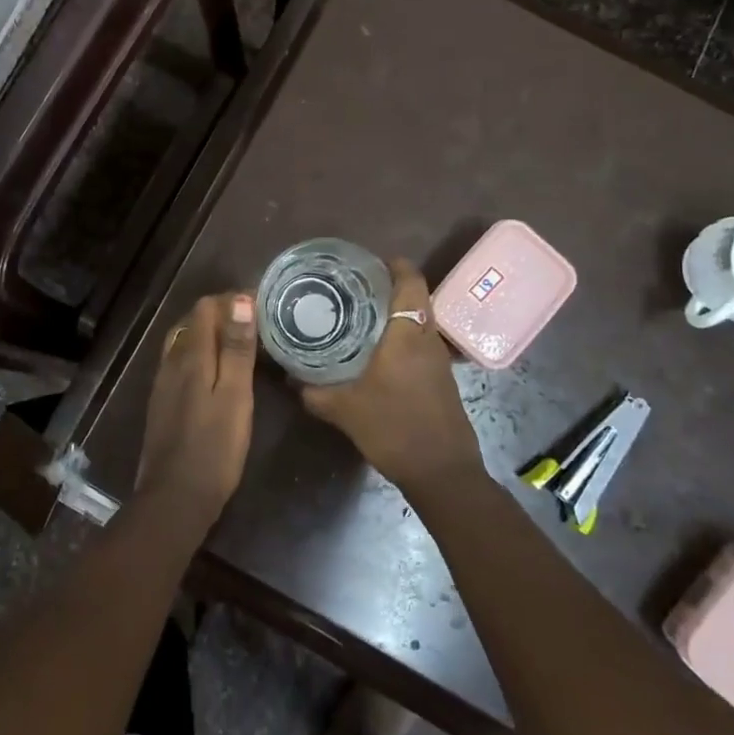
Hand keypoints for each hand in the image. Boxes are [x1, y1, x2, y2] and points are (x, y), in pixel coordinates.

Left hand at [137, 293, 257, 523]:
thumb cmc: (214, 447)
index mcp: (191, 356)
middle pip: (192, 322)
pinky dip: (200, 355)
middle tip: (254, 324)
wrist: (175, 498)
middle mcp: (171, 362)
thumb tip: (240, 300)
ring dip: (209, 335)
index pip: (205, 308)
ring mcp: (163, 384)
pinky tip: (215, 372)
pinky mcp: (162, 403)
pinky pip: (180, 363)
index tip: (260, 306)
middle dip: (220, 315)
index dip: (231, 301)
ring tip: (239, 343)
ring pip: (184, 342)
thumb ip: (237, 349)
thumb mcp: (235, 396)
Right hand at [300, 259, 484, 495]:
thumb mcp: (345, 410)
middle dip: (390, 288)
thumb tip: (290, 379)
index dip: (395, 265)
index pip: (410, 283)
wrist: (443, 473)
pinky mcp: (442, 379)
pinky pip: (422, 343)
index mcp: (407, 336)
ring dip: (398, 313)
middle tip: (356, 287)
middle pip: (416, 298)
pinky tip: (378, 352)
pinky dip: (403, 337)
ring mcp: (439, 360)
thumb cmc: (395, 430)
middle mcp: (427, 340)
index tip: (371, 261)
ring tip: (361, 315)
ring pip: (420, 321)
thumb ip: (315, 393)